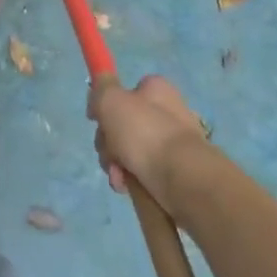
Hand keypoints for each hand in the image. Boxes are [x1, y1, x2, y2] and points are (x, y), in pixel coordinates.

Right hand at [87, 74, 208, 211]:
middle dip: (108, 141)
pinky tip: (127, 186)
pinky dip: (131, 179)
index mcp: (156, 90)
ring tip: (119, 174)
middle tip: (109, 150)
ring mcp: (172, 142)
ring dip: (116, 163)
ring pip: (130, 150)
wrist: (182, 178)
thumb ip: (100, 89)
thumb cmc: (145, 133)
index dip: (107, 106)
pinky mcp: (174, 170)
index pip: (125, 92)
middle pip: (123, 124)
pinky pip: (143, 171)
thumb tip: (98, 94)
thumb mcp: (112, 101)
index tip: (95, 120)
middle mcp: (167, 112)